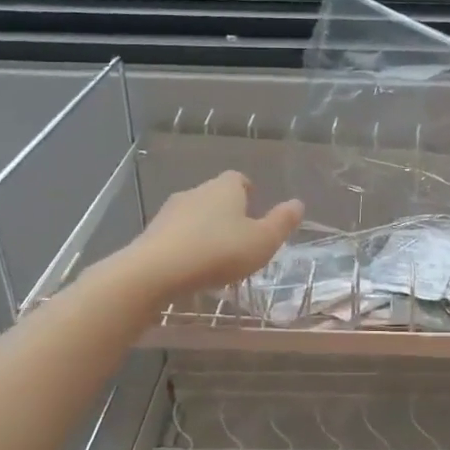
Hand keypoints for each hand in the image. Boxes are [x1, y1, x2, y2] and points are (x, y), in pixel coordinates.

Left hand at [123, 171, 303, 299]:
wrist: (157, 270)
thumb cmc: (219, 251)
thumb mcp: (262, 241)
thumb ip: (281, 222)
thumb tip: (298, 203)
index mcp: (225, 188)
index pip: (239, 179)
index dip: (248, 191)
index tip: (254, 207)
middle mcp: (196, 191)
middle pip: (215, 196)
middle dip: (227, 212)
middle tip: (239, 236)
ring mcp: (170, 211)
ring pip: (194, 215)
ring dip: (204, 229)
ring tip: (216, 255)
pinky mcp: (152, 233)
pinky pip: (176, 234)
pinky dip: (186, 244)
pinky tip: (192, 266)